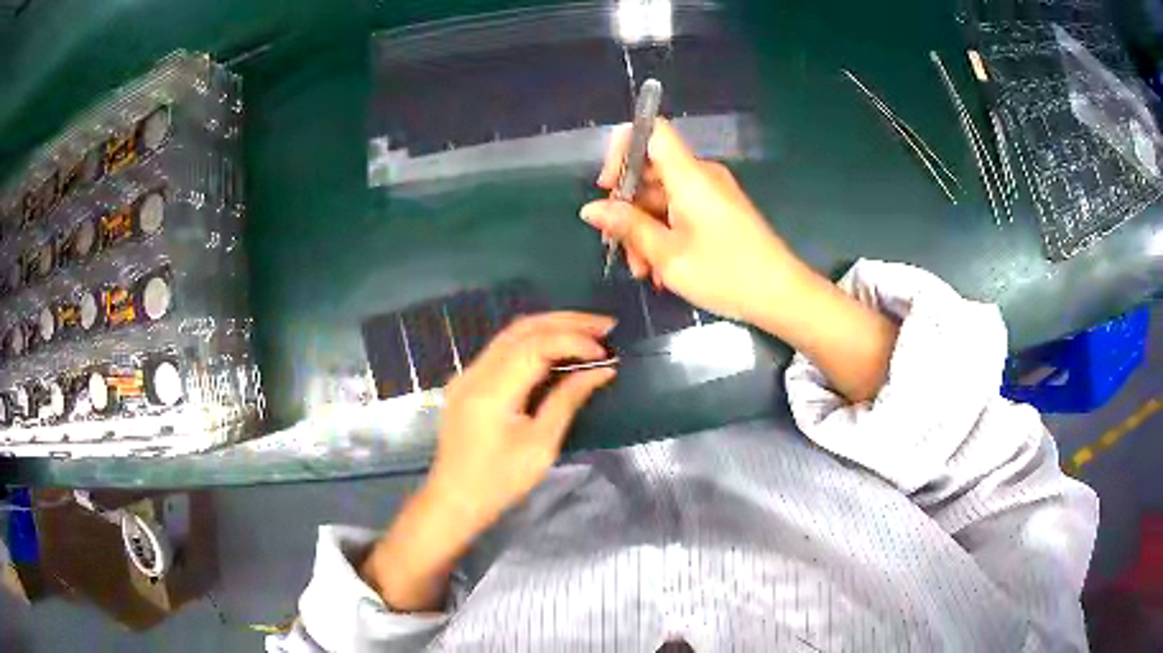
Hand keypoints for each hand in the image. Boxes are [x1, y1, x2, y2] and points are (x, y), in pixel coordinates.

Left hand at [426, 311, 616, 529]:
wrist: (454, 500)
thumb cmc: (499, 482)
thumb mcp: (541, 446)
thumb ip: (567, 401)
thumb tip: (600, 372)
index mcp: (491, 391)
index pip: (536, 345)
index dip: (573, 341)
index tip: (605, 354)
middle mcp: (475, 372)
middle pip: (523, 328)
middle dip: (566, 322)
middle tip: (606, 326)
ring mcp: (468, 374)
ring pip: (512, 334)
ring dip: (551, 327)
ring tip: (589, 331)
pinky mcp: (468, 382)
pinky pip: (503, 349)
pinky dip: (534, 341)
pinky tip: (558, 348)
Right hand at [582, 120, 897, 403]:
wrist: (782, 296)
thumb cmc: (726, 274)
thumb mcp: (668, 255)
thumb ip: (628, 227)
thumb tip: (591, 209)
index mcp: (689, 175)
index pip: (651, 130)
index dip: (622, 149)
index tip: (607, 187)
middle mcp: (700, 175)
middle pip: (650, 170)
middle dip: (627, 207)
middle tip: (619, 248)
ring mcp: (711, 194)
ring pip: (662, 197)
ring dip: (644, 229)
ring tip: (643, 271)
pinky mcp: (718, 212)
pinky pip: (680, 211)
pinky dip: (664, 234)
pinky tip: (661, 269)